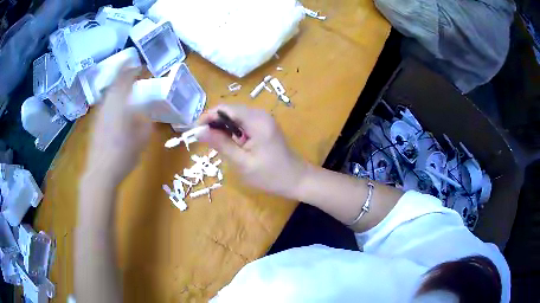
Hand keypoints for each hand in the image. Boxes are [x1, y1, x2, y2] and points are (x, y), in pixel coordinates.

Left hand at [82, 66, 152, 187]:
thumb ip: (146, 122)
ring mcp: (99, 113)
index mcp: (119, 104)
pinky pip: (105, 102)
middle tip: (132, 69)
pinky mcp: (95, 122)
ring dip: (117, 84)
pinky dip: (112, 97)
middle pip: (114, 82)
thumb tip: (147, 113)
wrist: (101, 172)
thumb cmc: (123, 155)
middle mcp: (107, 104)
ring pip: (108, 92)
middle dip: (123, 73)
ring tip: (125, 84)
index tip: (142, 67)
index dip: (134, 70)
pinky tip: (116, 104)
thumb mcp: (141, 139)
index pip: (126, 79)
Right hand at [197, 105, 306, 198]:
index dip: (208, 117)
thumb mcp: (242, 162)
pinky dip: (233, 131)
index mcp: (256, 120)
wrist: (297, 180)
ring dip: (223, 128)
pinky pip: (243, 123)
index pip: (225, 109)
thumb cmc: (271, 175)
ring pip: (235, 117)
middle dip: (214, 123)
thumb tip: (199, 131)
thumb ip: (221, 144)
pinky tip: (231, 145)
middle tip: (204, 141)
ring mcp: (263, 119)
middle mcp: (260, 114)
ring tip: (216, 145)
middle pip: (230, 111)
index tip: (196, 132)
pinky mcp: (264, 126)